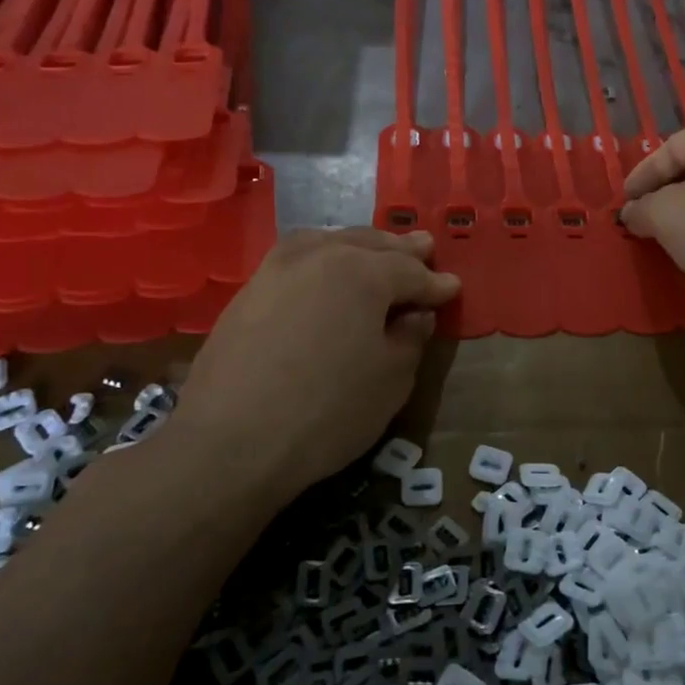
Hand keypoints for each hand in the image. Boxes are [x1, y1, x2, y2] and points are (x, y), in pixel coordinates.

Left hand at [170, 228, 459, 506]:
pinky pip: (298, 258)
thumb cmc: (327, 411)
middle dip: (401, 250)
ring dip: (360, 244)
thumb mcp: (391, 379)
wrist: (231, 443)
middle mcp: (320, 256)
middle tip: (424, 248)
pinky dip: (324, 254)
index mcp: (362, 272)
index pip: (410, 272)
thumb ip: (411, 337)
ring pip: (330, 242)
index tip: (453, 288)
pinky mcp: (248, 292)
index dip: (435, 284)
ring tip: (377, 250)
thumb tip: (415, 315)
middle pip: (370, 245)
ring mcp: (277, 270)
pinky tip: (327, 269)